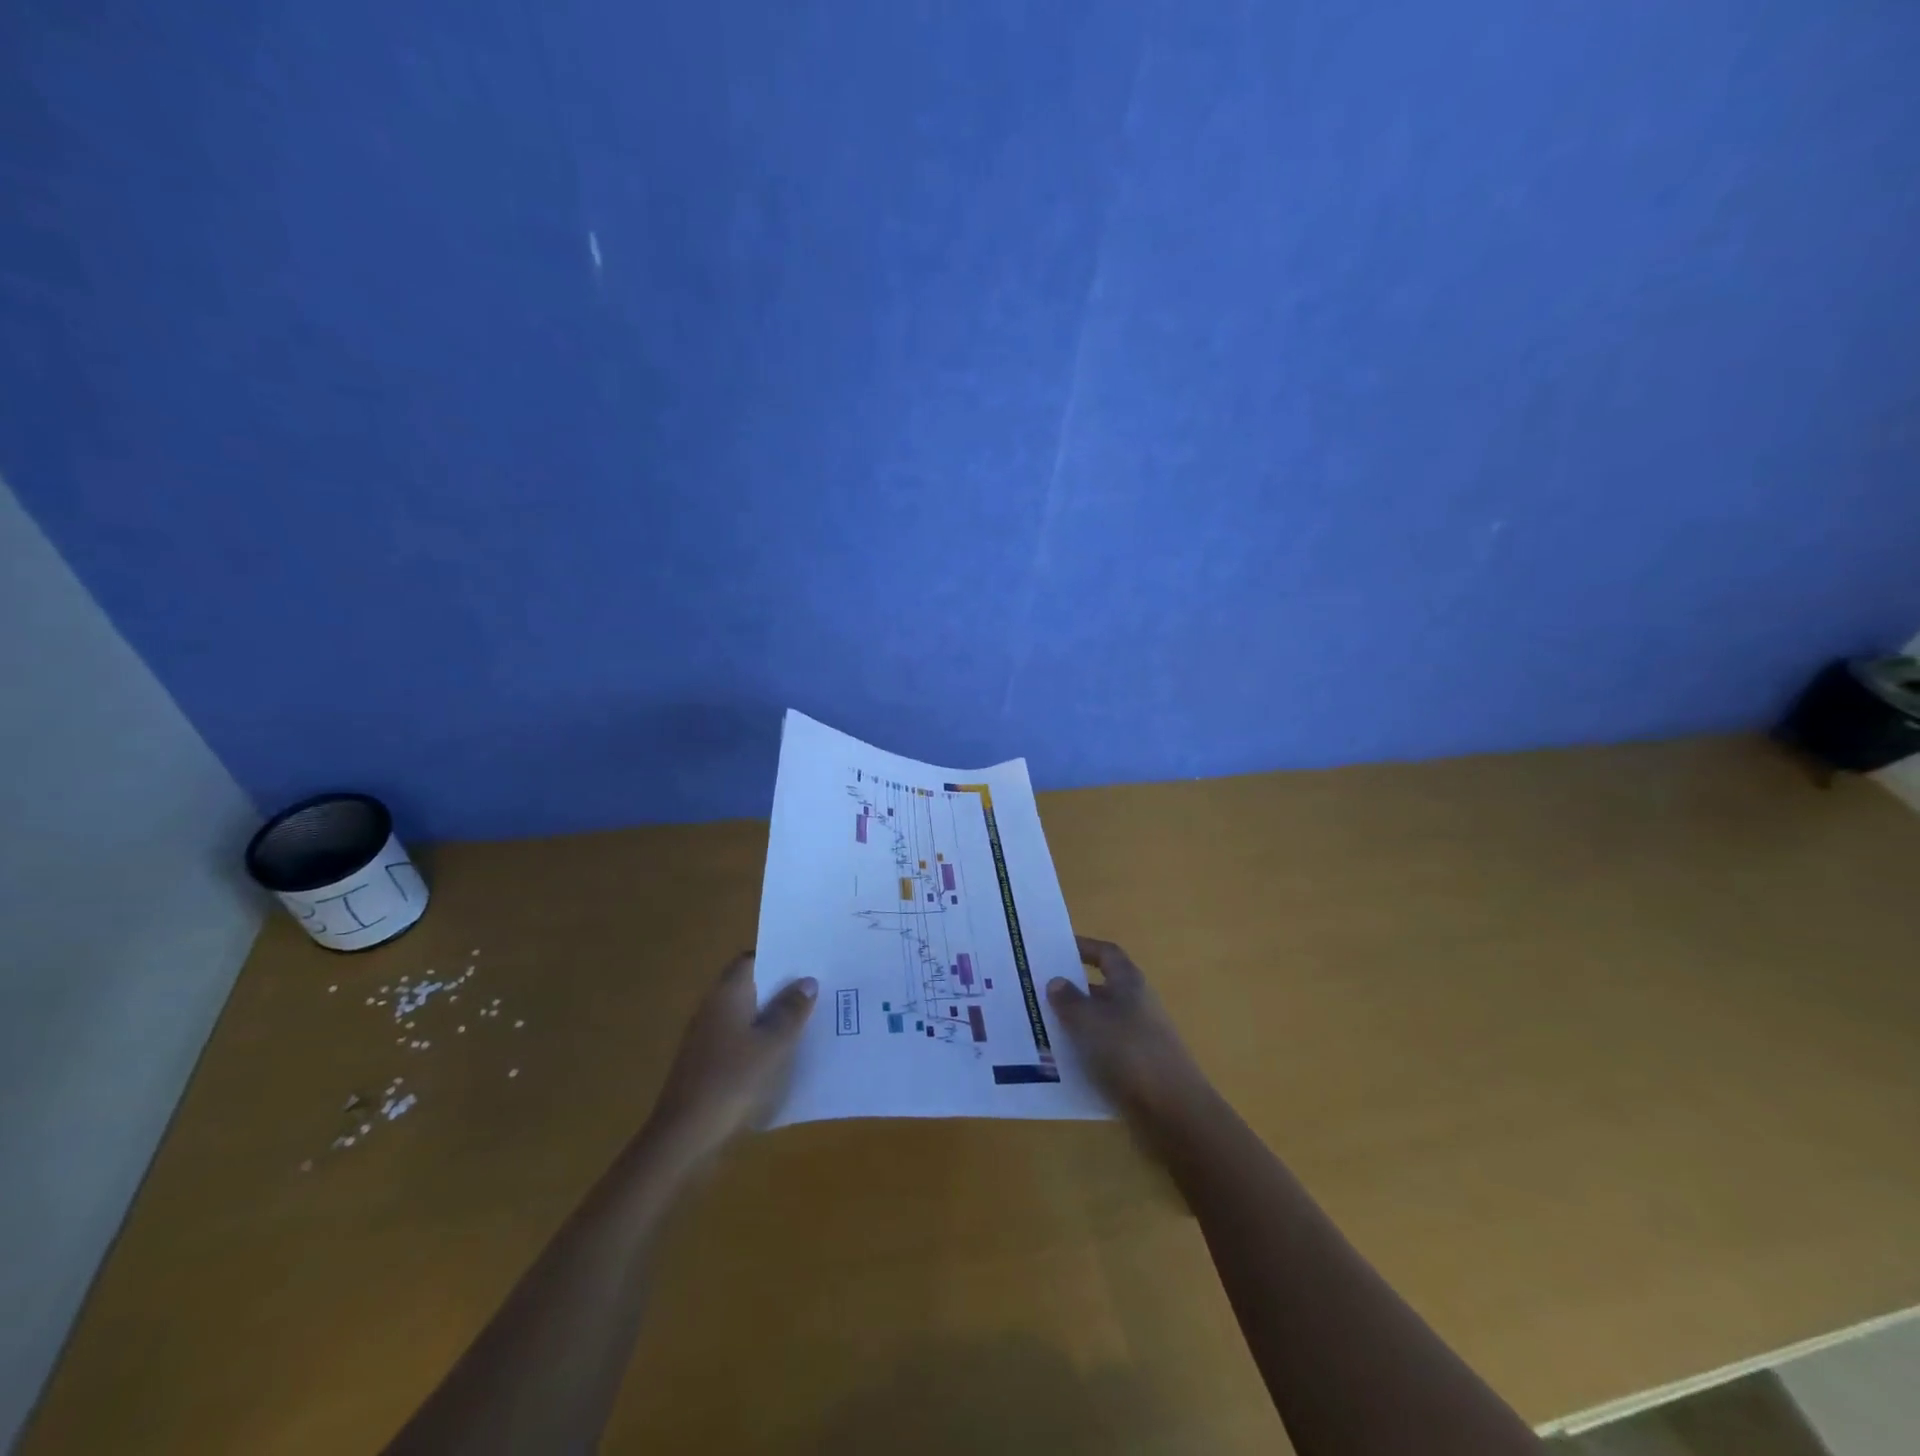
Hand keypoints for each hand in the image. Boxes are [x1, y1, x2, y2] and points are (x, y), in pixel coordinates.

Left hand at [648, 953, 816, 1158]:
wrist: (685, 1136)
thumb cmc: (732, 1079)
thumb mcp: (773, 1044)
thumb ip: (791, 1010)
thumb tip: (807, 981)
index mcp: (727, 994)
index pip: (751, 960)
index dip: (779, 958)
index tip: (808, 962)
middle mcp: (714, 1008)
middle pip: (751, 987)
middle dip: (782, 988)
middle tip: (819, 990)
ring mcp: (708, 1037)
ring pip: (747, 1016)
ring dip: (774, 1017)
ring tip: (811, 1020)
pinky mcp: (708, 1064)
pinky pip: (741, 1041)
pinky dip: (762, 1042)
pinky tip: (786, 1055)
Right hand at [1049, 936, 1212, 1144]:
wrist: (1173, 1110)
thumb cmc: (1129, 1051)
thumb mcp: (1090, 1020)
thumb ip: (1069, 999)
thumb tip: (1056, 981)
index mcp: (1129, 983)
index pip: (1106, 954)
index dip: (1083, 947)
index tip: (1055, 948)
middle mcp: (1135, 1004)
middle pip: (1100, 988)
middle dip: (1071, 989)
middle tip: (1035, 990)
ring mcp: (1137, 1037)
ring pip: (1098, 1022)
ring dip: (1073, 1023)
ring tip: (1038, 1027)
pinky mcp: (1135, 1068)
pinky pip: (1102, 1051)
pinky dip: (1082, 1052)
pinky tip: (1058, 1062)